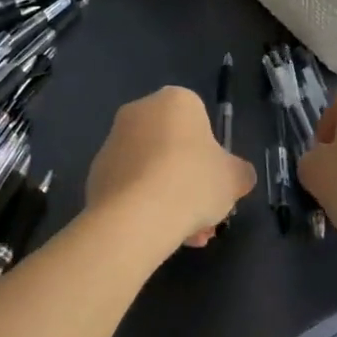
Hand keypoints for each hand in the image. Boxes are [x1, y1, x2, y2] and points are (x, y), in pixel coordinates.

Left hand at [85, 87, 255, 250]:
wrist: (135, 214)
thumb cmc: (192, 182)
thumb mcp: (233, 179)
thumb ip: (239, 173)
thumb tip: (238, 176)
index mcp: (175, 100)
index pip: (199, 121)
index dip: (211, 156)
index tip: (216, 184)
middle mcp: (140, 110)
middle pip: (173, 147)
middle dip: (189, 181)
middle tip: (204, 215)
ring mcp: (114, 139)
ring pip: (152, 169)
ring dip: (169, 197)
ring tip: (186, 236)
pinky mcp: (96, 170)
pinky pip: (130, 185)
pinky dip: (144, 204)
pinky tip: (158, 234)